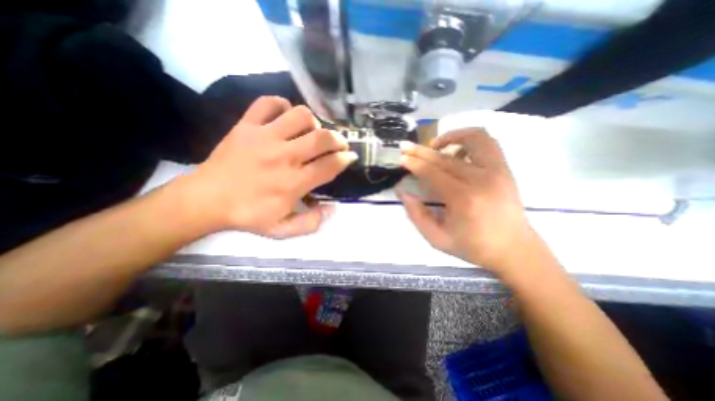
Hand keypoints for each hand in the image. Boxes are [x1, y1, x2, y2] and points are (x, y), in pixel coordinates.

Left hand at [183, 96, 357, 237]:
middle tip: (339, 144)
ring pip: (300, 115)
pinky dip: (282, 106)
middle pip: (322, 138)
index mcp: (293, 183)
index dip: (345, 159)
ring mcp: (264, 137)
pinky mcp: (246, 126)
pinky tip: (286, 119)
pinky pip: (268, 103)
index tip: (350, 157)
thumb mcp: (283, 230)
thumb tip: (332, 208)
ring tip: (312, 133)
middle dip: (338, 139)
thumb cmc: (248, 215)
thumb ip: (312, 223)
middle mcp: (283, 157)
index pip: (330, 165)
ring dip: (314, 123)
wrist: (206, 200)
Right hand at [399, 128, 532, 271]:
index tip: (401, 158)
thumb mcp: (436, 239)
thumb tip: (402, 191)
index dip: (414, 164)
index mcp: (464, 200)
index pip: (432, 173)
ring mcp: (498, 171)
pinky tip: (455, 151)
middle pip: (445, 157)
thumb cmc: (473, 247)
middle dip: (421, 151)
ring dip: (450, 136)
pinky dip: (468, 139)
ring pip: (473, 138)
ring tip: (434, 145)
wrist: (514, 249)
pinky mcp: (505, 169)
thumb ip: (416, 215)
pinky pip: (487, 143)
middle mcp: (482, 180)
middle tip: (406, 146)